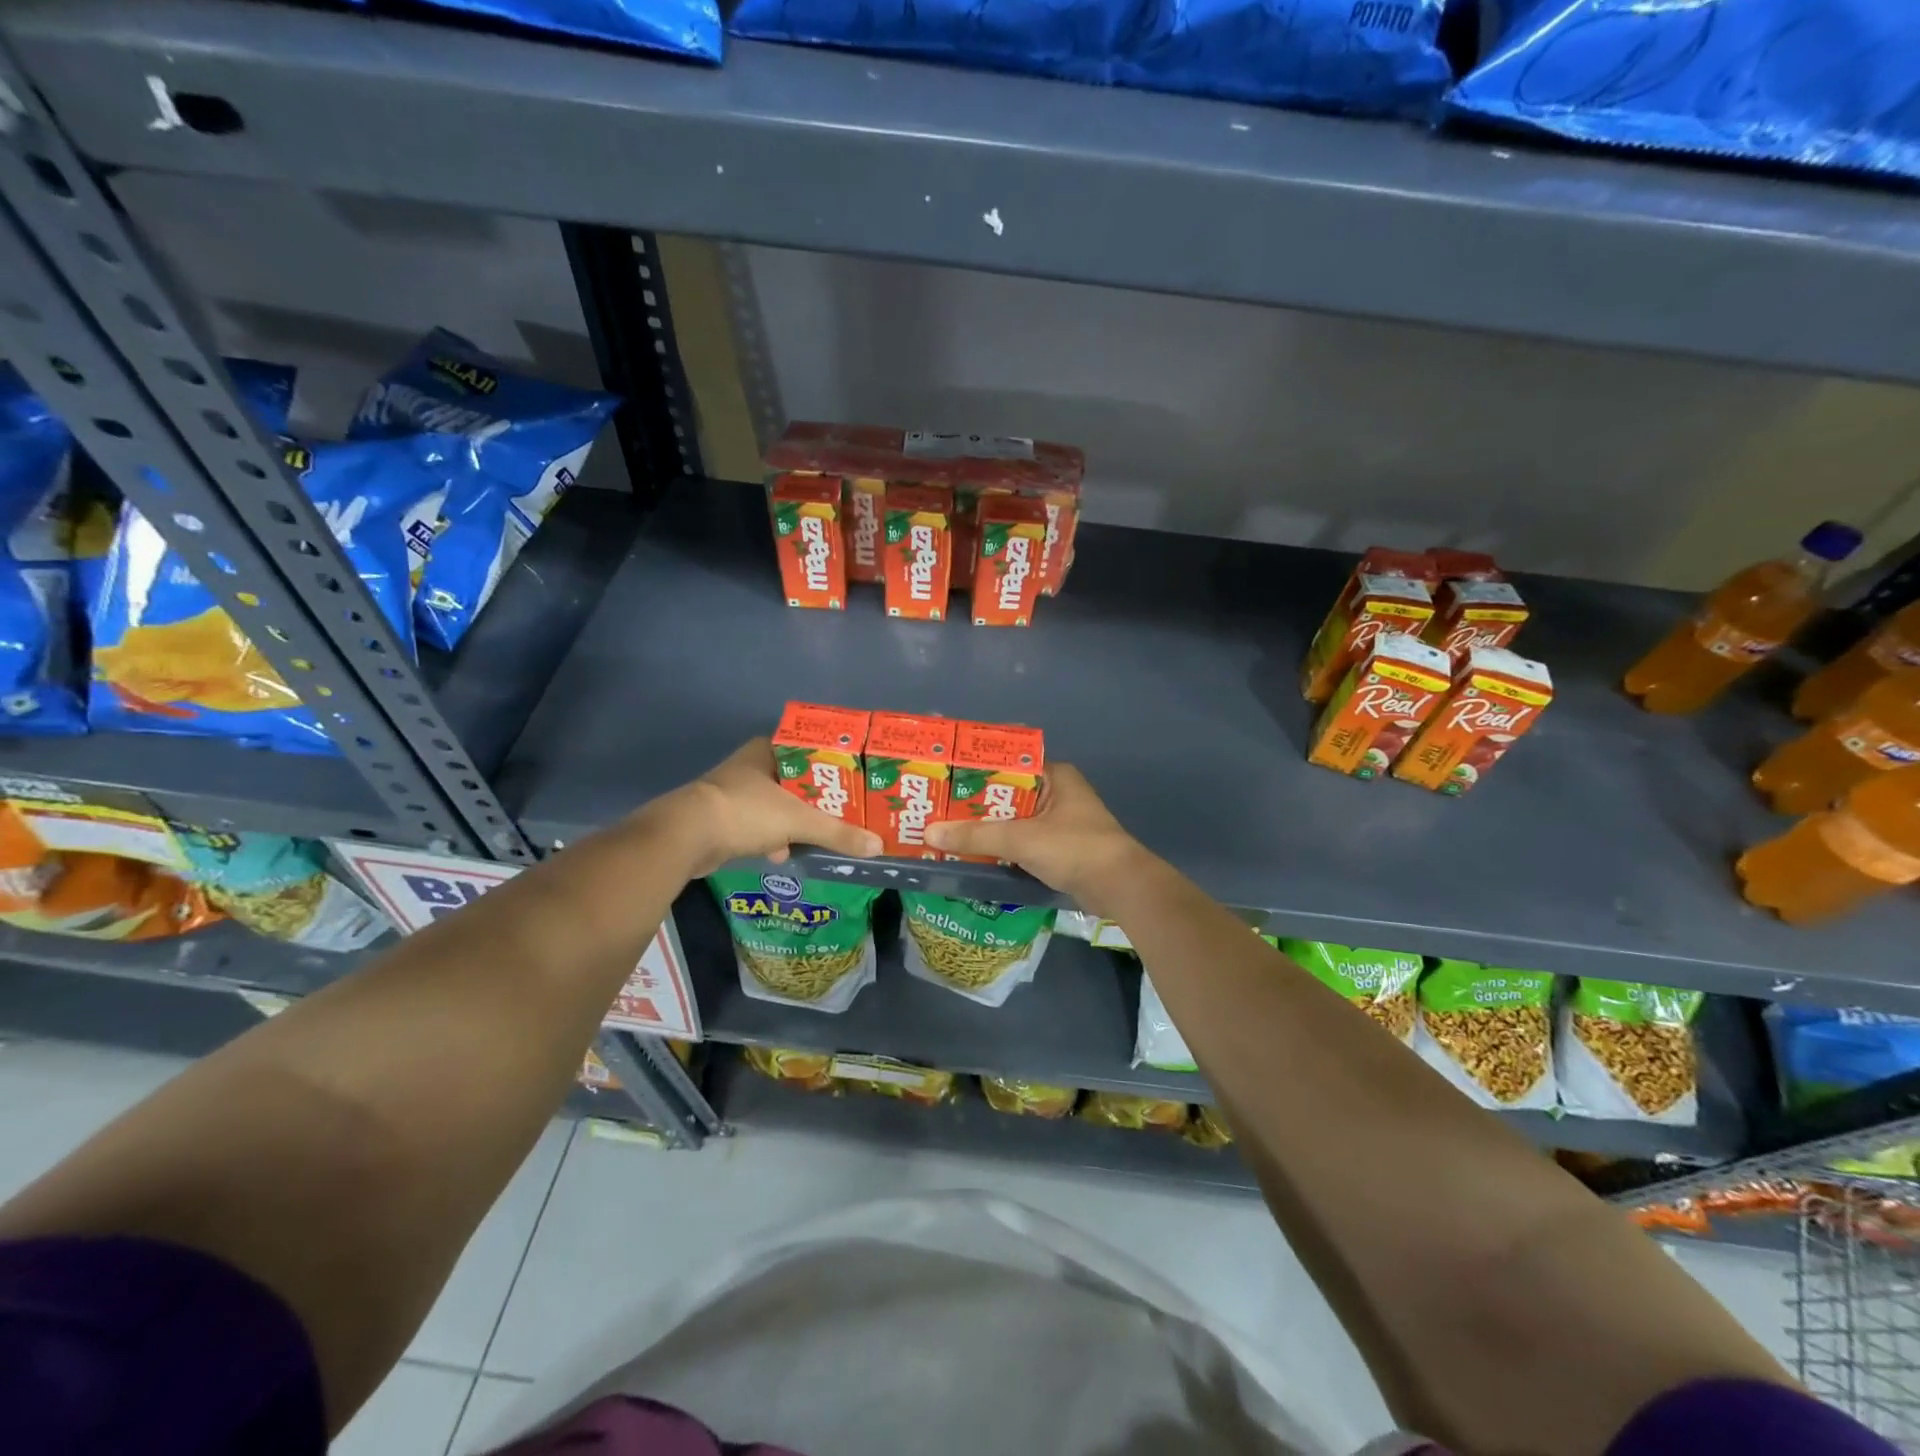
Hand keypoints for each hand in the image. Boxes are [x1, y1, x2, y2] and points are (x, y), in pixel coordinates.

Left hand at [655, 739, 882, 877]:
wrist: (685, 837)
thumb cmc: (746, 812)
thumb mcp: (798, 820)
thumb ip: (837, 833)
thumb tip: (877, 847)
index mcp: (767, 751)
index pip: (809, 749)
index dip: (832, 764)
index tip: (854, 779)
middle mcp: (751, 766)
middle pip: (796, 780)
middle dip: (818, 798)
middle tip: (846, 810)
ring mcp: (734, 793)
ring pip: (777, 804)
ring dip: (796, 820)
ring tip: (823, 833)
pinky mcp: (724, 819)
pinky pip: (759, 826)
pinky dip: (773, 838)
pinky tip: (786, 853)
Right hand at [923, 764, 1148, 918]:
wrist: (1120, 887)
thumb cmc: (1074, 848)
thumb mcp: (1021, 839)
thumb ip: (976, 835)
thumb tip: (930, 832)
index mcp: (1054, 775)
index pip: (1007, 762)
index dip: (975, 769)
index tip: (943, 777)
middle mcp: (1056, 792)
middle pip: (1007, 793)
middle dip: (974, 803)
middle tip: (936, 807)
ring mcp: (1059, 821)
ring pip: (1013, 819)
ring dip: (987, 827)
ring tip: (946, 829)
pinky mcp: (1060, 847)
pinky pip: (1022, 840)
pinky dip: (1002, 846)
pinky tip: (973, 853)